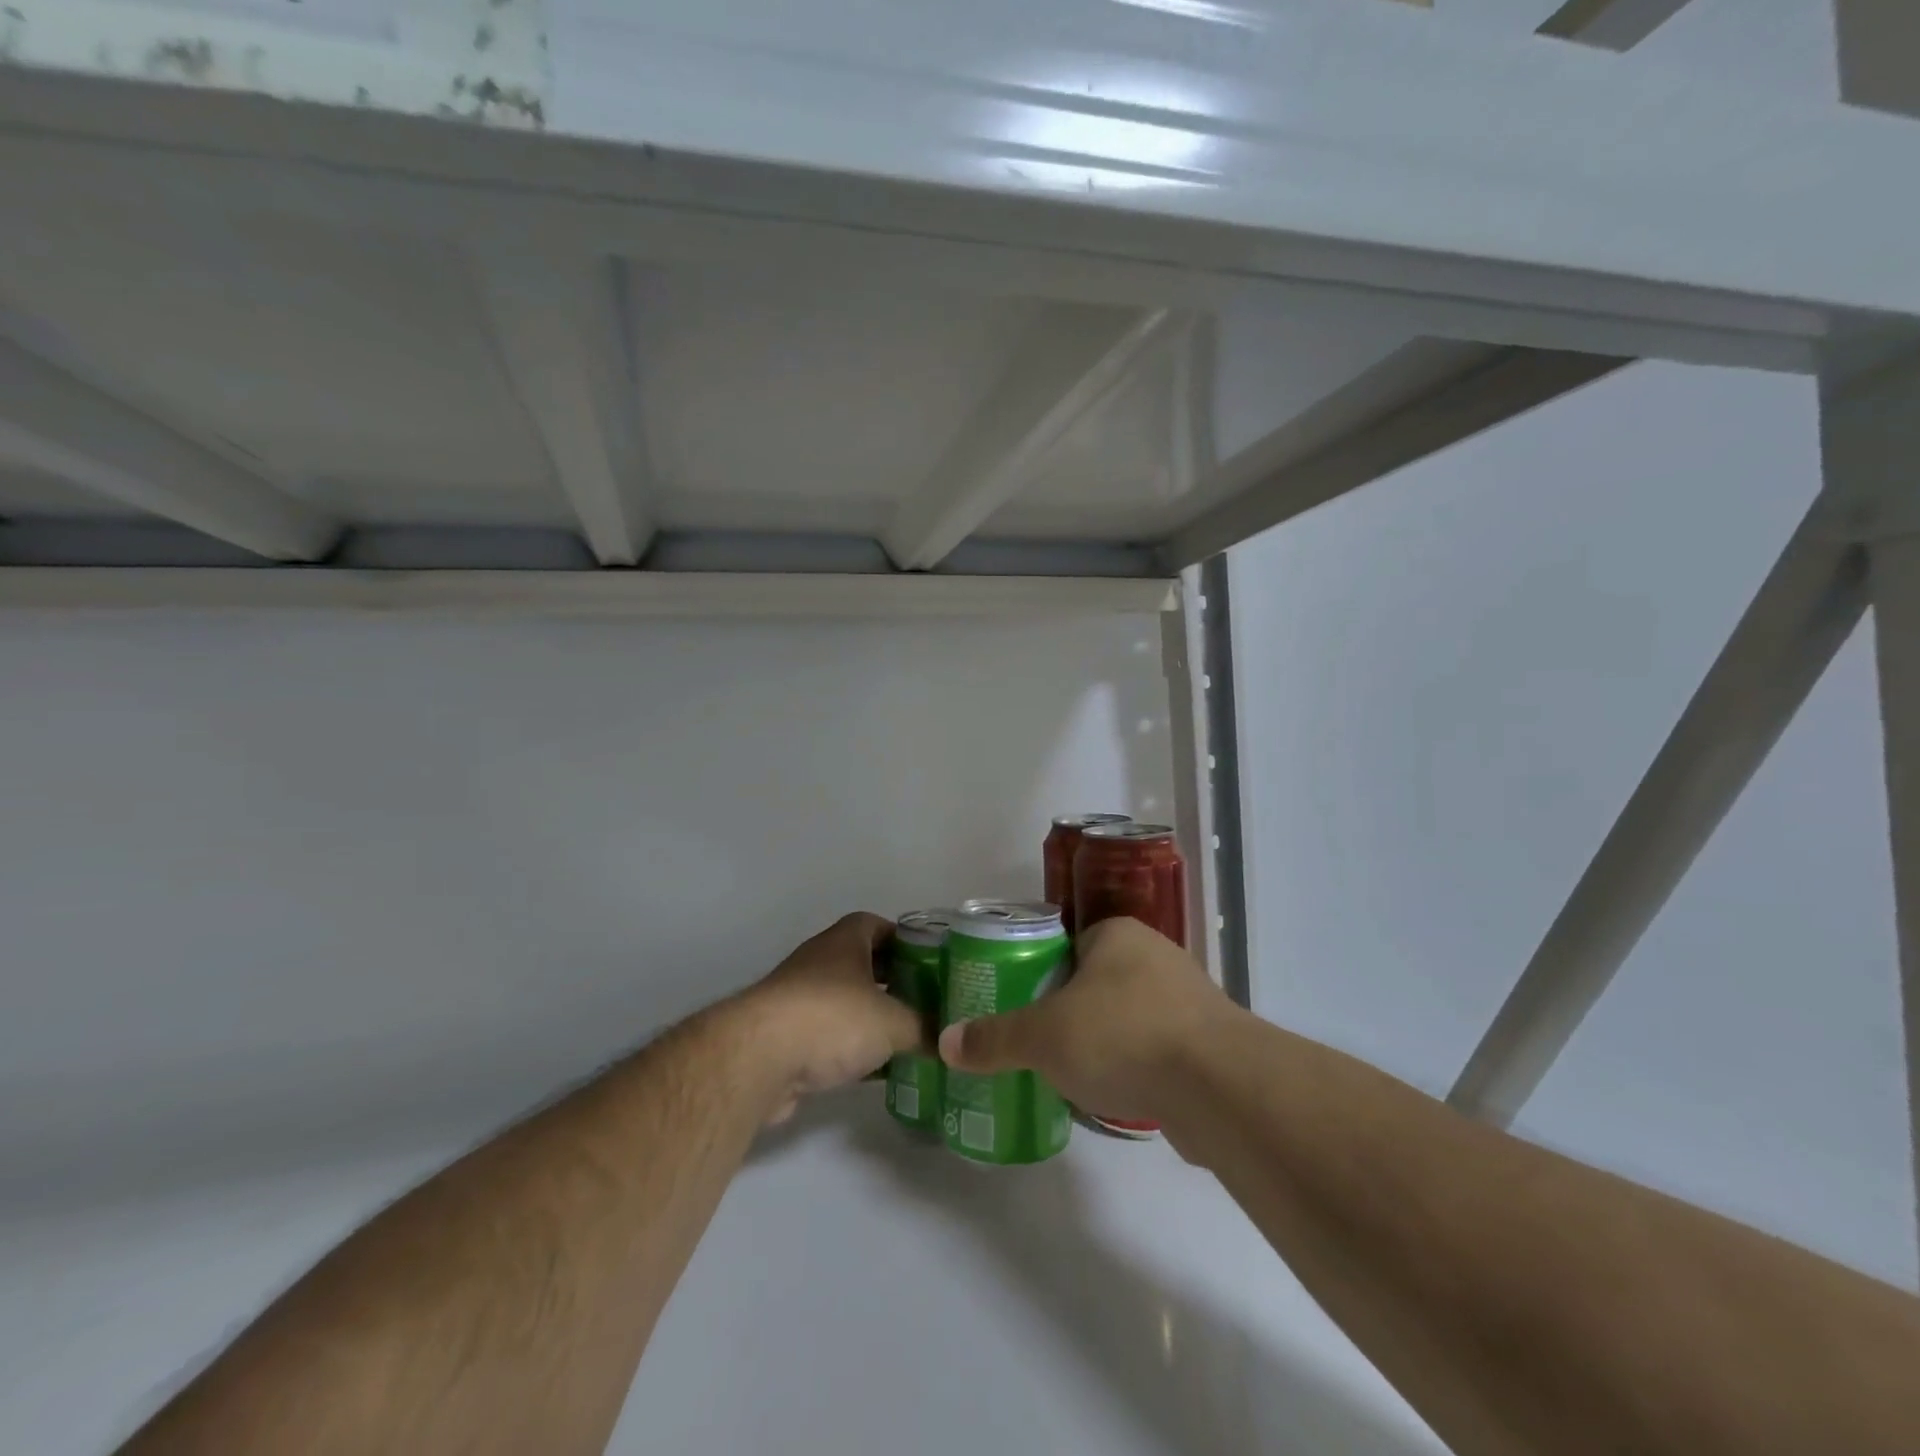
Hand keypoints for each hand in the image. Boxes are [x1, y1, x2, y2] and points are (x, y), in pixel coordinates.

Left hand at [738, 912, 921, 1124]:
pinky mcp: (788, 1039)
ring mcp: (801, 1000)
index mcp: (845, 942)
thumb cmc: (832, 1019)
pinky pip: (832, 1038)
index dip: (906, 940)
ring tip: (912, 1038)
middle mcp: (821, 963)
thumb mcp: (893, 1022)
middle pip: (866, 965)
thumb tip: (947, 1041)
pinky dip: (855, 1051)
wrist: (758, 1060)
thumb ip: (923, 1027)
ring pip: (848, 1004)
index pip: (879, 926)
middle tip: (929, 1002)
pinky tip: (881, 1072)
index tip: (931, 962)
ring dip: (875, 1019)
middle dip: (896, 982)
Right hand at [937, 917, 1234, 1123]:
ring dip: (1106, 1042)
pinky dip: (1137, 1069)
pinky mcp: (1209, 1045)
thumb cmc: (1121, 1035)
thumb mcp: (1042, 1036)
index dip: (1041, 973)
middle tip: (1038, 1044)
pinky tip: (1116, 1096)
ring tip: (1071, 1073)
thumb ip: (995, 1038)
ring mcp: (1188, 1001)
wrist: (1219, 1088)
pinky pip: (1158, 1051)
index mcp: (1117, 935)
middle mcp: (1156, 956)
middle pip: (1097, 981)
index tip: (1020, 1007)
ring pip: (1129, 1017)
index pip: (1068, 944)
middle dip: (1070, 1012)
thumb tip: (945, 1044)